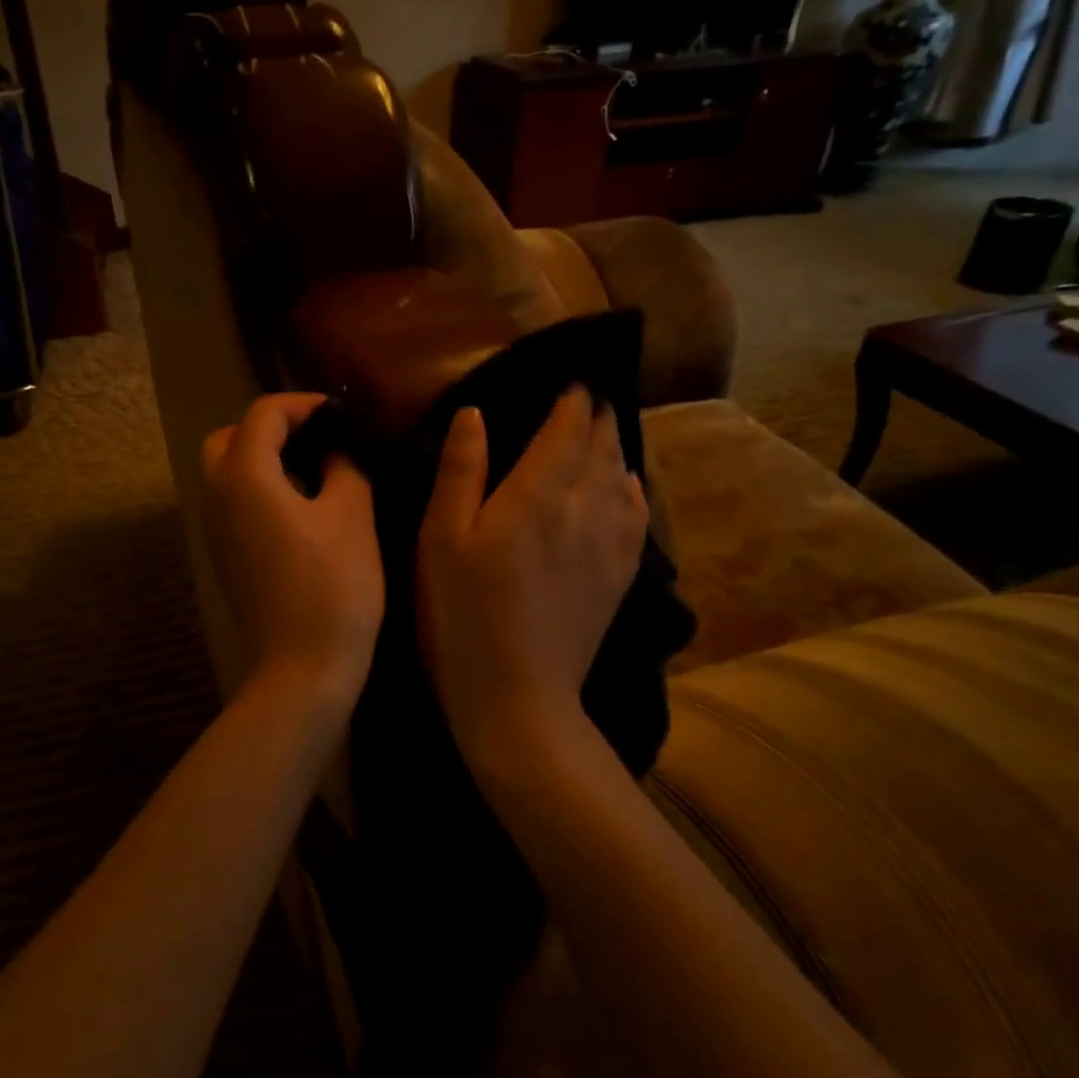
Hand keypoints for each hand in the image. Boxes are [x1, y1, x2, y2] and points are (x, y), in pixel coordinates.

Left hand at [201, 394, 384, 707]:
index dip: (303, 405)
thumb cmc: (333, 586)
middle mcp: (216, 495)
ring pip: (224, 470)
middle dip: (269, 427)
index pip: (263, 414)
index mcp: (244, 475)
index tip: (340, 416)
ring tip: (311, 468)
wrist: (302, 668)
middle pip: (228, 437)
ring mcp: (213, 529)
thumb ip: (343, 466)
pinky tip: (297, 506)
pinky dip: (255, 487)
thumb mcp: (352, 515)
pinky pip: (230, 501)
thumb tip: (334, 450)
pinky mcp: (222, 555)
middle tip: (315, 439)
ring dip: (260, 457)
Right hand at [416, 387, 648, 753]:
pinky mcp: (619, 577)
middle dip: (597, 417)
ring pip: (623, 477)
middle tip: (591, 398)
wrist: (517, 697)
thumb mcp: (440, 540)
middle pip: (601, 448)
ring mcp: (609, 545)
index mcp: (535, 495)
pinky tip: (627, 487)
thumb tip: (476, 413)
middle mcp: (583, 509)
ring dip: (616, 448)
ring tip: (606, 433)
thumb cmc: (461, 615)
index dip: (572, 401)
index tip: (572, 380)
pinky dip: (633, 489)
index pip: (566, 430)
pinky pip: (638, 516)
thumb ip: (460, 472)